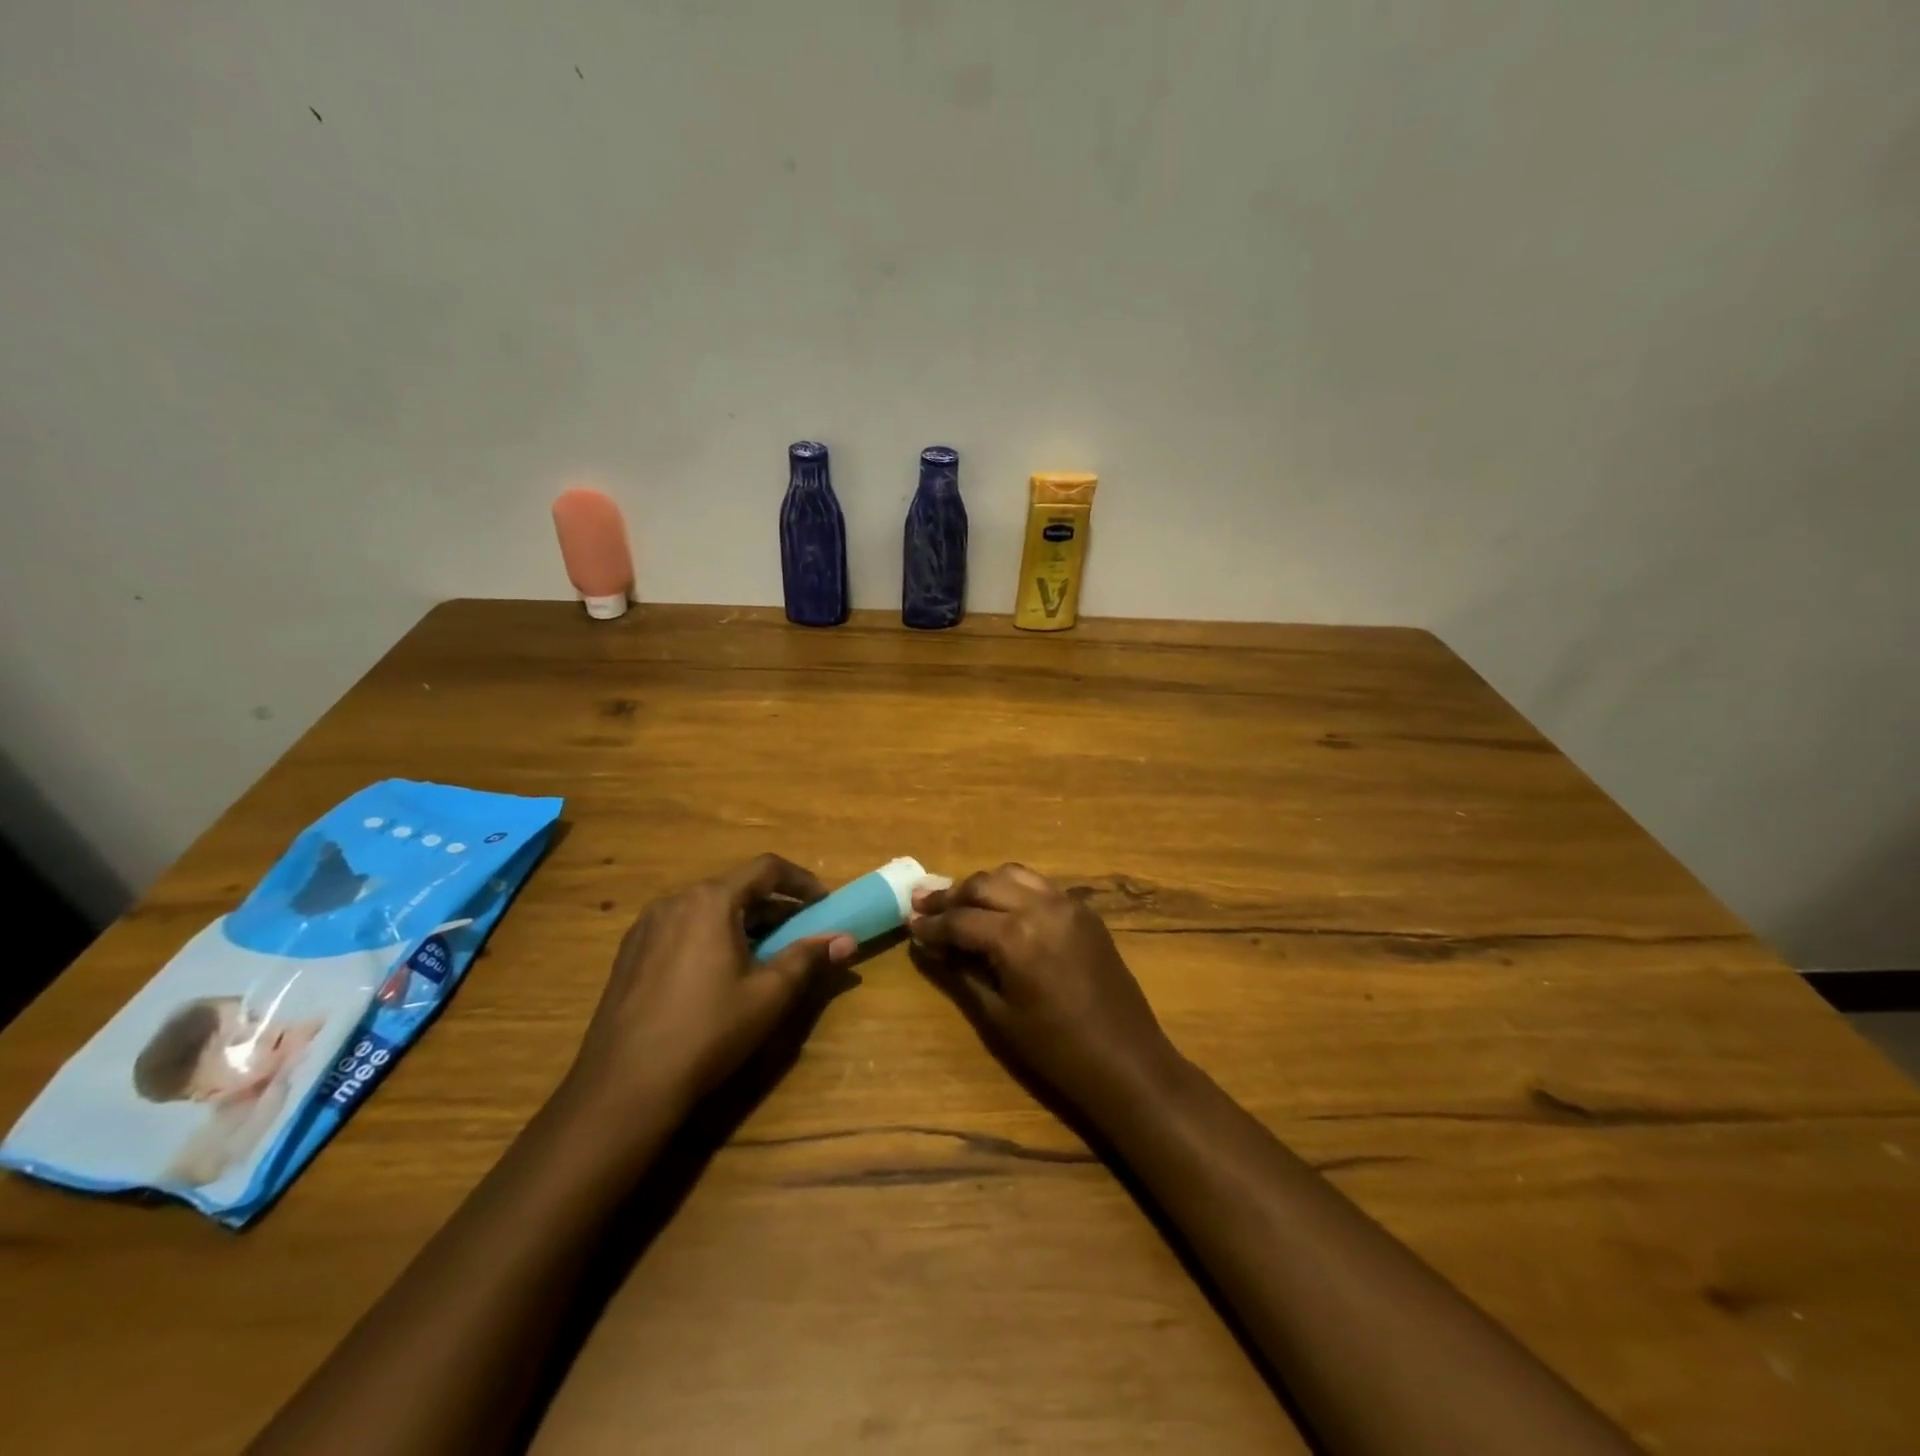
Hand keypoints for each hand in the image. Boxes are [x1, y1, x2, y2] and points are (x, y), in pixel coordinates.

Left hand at [564, 854, 854, 1120]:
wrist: (623, 1087)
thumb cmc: (707, 1031)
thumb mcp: (769, 994)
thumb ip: (808, 958)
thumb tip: (846, 939)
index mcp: (710, 901)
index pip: (766, 868)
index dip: (802, 881)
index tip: (823, 904)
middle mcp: (675, 901)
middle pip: (735, 887)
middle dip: (773, 906)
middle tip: (799, 933)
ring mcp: (646, 926)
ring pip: (707, 908)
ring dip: (742, 921)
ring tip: (763, 955)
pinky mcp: (630, 953)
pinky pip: (681, 928)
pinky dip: (710, 935)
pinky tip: (718, 974)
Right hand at [909, 863, 1180, 1116]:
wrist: (1126, 1060)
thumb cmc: (1056, 1050)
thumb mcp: (999, 1016)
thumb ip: (961, 973)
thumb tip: (930, 946)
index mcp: (1017, 936)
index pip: (961, 919)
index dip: (931, 924)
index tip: (909, 924)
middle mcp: (1041, 907)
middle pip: (983, 884)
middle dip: (950, 895)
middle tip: (923, 905)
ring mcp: (1067, 904)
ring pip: (1012, 874)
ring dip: (982, 885)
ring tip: (958, 902)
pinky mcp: (1085, 910)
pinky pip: (1039, 885)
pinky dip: (1013, 888)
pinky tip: (1000, 908)